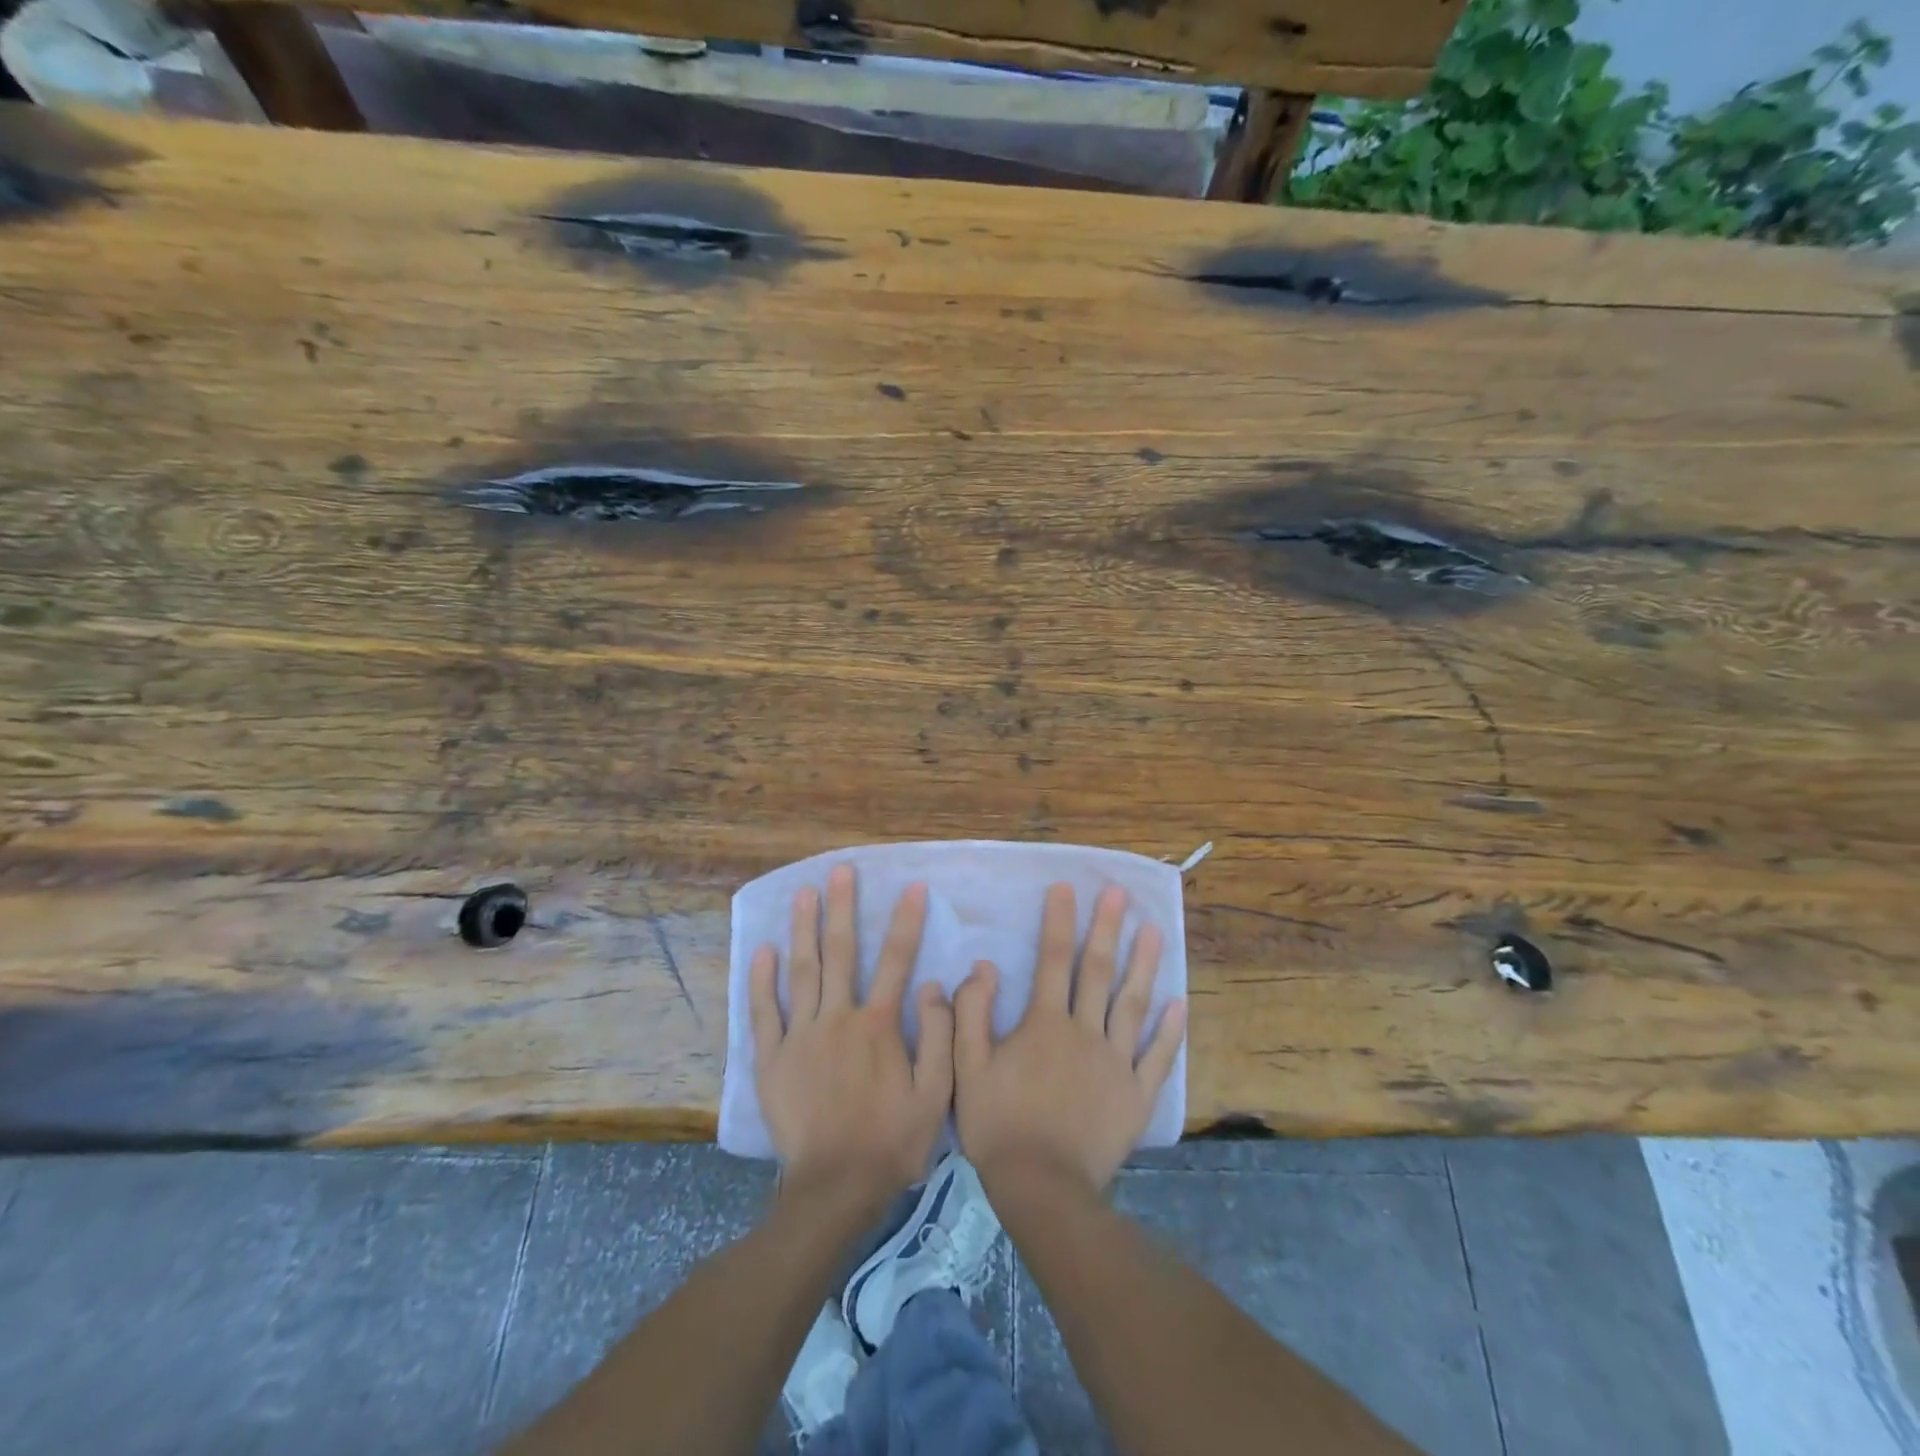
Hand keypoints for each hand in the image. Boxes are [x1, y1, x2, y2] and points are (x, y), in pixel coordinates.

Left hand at [749, 865, 954, 1208]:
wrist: (835, 1189)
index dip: (906, 921)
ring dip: (803, 929)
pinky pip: (764, 1013)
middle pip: (840, 953)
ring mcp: (800, 1037)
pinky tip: (763, 949)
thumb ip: (940, 1035)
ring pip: (801, 971)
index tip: (911, 887)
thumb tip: (933, 984)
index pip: (896, 960)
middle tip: (840, 870)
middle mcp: (838, 1019)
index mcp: (878, 1026)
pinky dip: (761, 980)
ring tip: (803, 893)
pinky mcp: (772, 1059)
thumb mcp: (936, 1094)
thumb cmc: (892, 1141)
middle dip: (842, 908)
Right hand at [954, 883, 1186, 1195]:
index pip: (1053, 960)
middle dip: (1107, 928)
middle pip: (1097, 971)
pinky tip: (1180, 1003)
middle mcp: (1085, 1032)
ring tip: (1156, 930)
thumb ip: (972, 1013)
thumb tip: (984, 966)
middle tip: (1119, 894)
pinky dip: (1170, 1031)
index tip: (1066, 887)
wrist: (1042, 1188)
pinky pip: (1157, 1057)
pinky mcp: (1136, 1094)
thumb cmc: (999, 1125)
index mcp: (1045, 1024)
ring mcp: (1116, 1062)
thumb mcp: (967, 1067)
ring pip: (1133, 1004)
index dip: (1059, 921)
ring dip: (1144, 965)